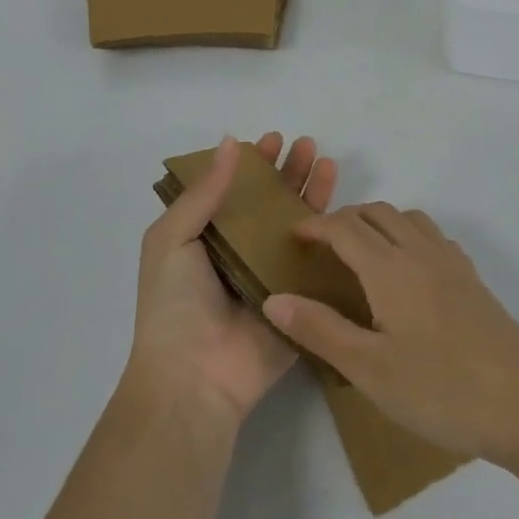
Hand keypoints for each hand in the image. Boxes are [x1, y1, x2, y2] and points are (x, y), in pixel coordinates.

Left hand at [125, 133, 337, 422]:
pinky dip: (332, 238)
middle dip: (287, 172)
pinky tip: (346, 210)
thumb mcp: (172, 239)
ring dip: (312, 194)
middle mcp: (240, 253)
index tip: (271, 140)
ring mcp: (272, 278)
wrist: (194, 378)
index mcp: (207, 239)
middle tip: (306, 145)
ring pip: (298, 227)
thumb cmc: (174, 304)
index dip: (252, 165)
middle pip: (270, 204)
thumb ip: (204, 193)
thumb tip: (230, 142)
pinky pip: (318, 266)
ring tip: (326, 162)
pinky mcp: (299, 302)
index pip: (234, 192)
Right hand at [262, 204, 518, 465]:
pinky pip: (433, 237)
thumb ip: (320, 330)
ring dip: (378, 222)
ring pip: (408, 219)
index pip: (345, 227)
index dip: (315, 225)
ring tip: (361, 254)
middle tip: (321, 247)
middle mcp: (421, 252)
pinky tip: (408, 273)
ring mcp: (453, 263)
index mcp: (391, 268)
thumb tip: (274, 297)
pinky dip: (408, 236)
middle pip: (377, 212)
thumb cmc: (441, 390)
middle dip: (344, 219)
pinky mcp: (474, 279)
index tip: (292, 237)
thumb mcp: (369, 369)